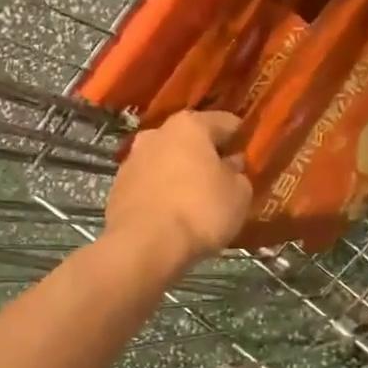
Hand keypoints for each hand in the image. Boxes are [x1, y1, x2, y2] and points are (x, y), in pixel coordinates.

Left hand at [103, 109, 252, 274]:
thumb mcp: (238, 195)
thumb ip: (239, 174)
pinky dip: (161, 192)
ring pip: (166, 161)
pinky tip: (172, 213)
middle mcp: (157, 133)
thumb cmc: (199, 211)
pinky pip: (149, 184)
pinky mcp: (118, 187)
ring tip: (196, 200)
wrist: (144, 245)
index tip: (250, 156)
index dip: (241, 139)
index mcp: (189, 125)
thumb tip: (230, 165)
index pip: (226, 122)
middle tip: (223, 179)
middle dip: (207, 156)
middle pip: (191, 140)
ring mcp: (132, 159)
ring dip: (181, 174)